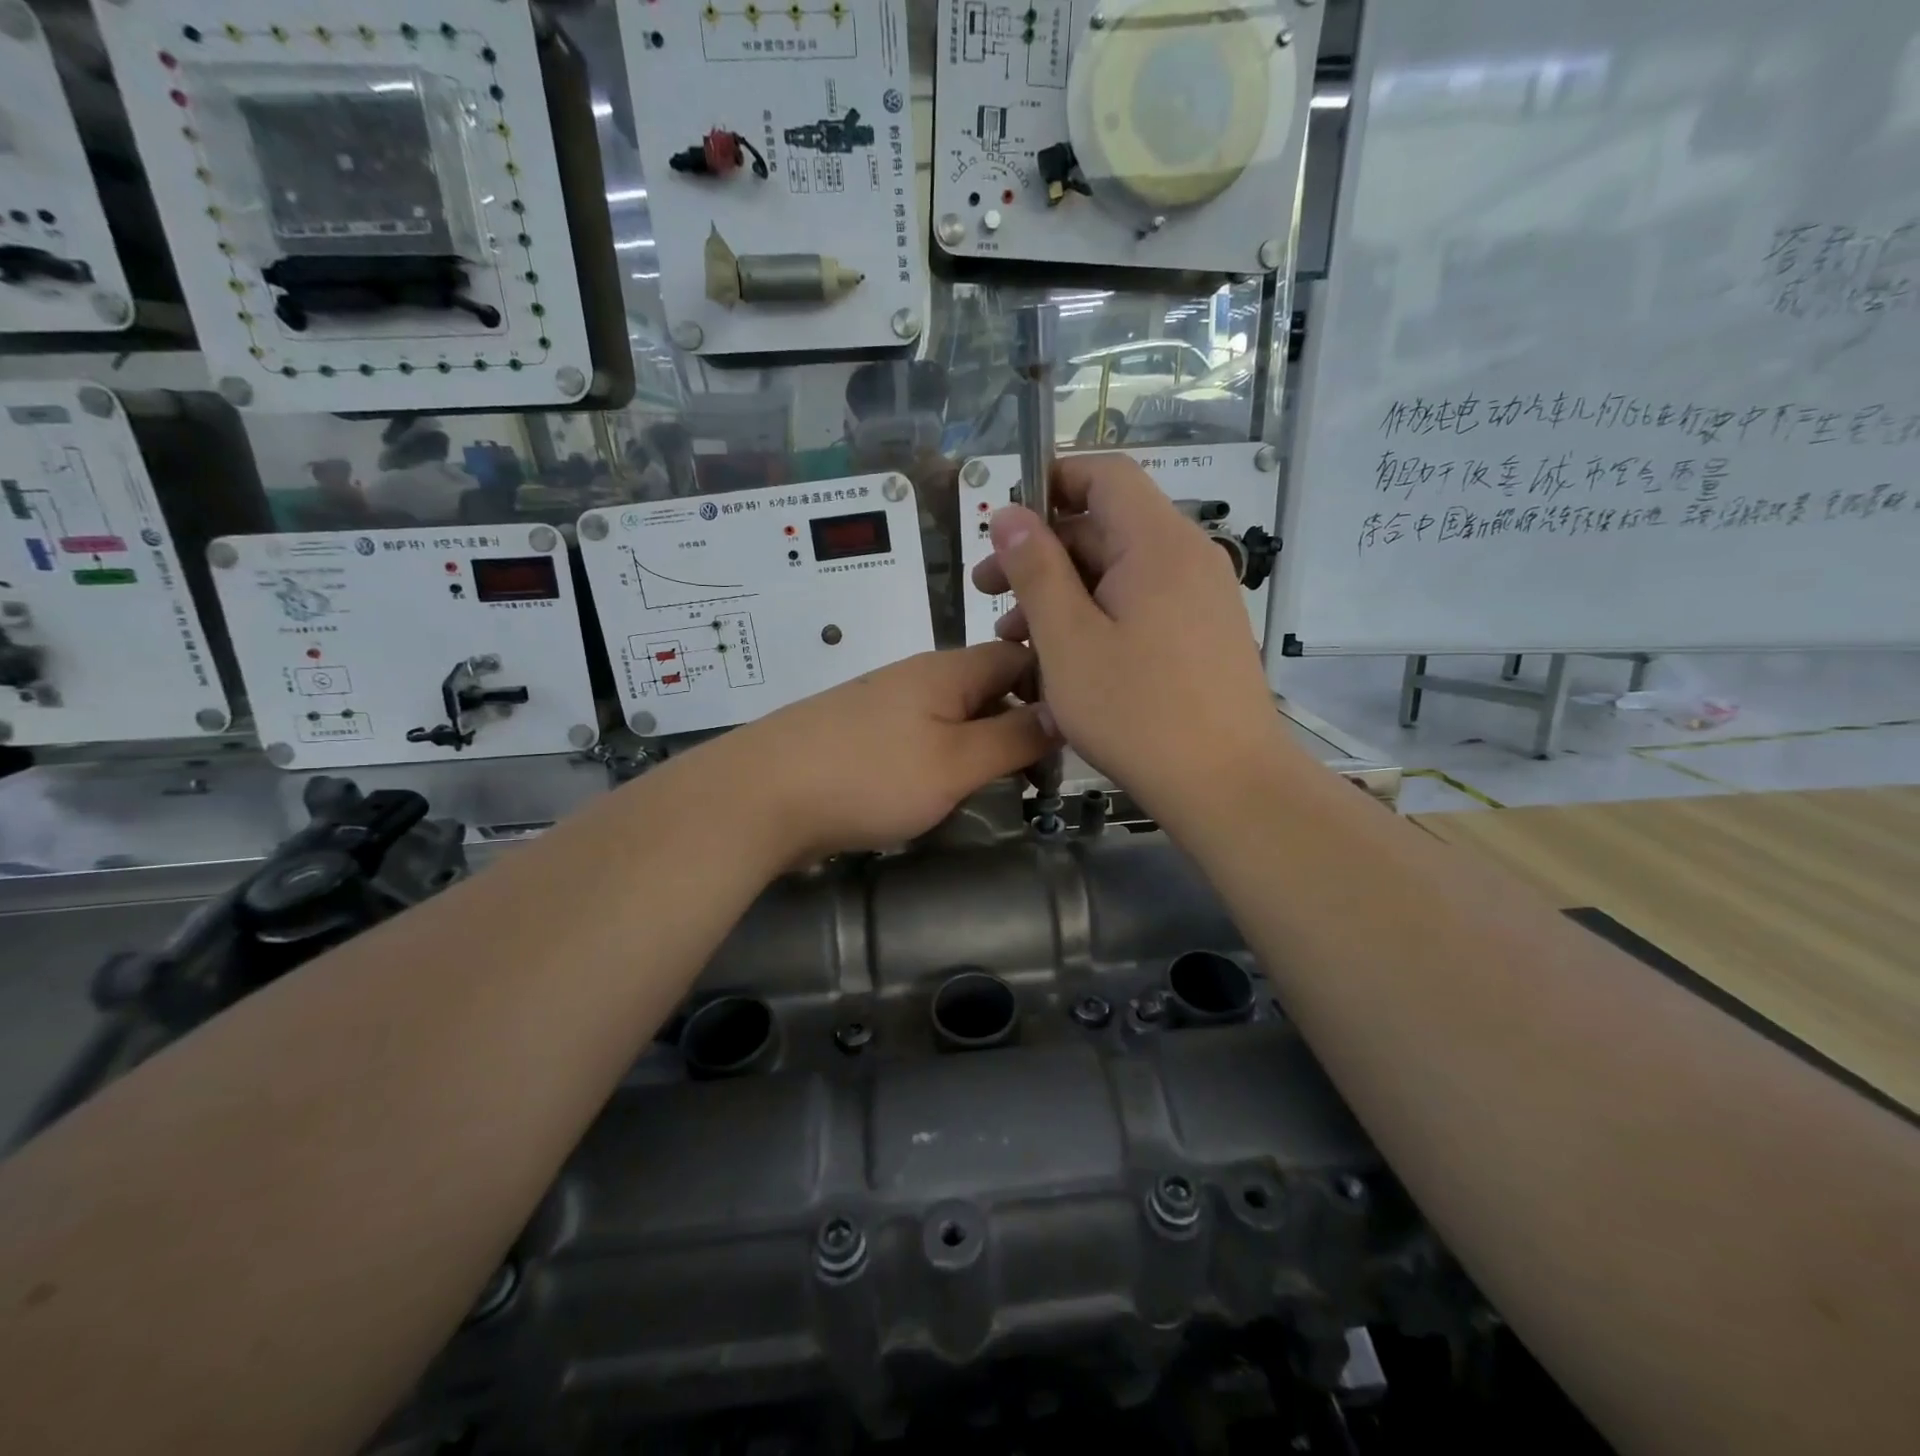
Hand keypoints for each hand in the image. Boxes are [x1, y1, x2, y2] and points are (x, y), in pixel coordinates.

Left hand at [726, 642, 1054, 861]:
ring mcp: (883, 705)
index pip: (1018, 656)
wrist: (759, 797)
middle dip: (1019, 726)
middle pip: (987, 687)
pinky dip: (944, 760)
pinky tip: (941, 792)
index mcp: (946, 670)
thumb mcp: (956, 762)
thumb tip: (1061, 712)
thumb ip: (1012, 738)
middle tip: (1039, 779)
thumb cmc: (869, 776)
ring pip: (953, 716)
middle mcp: (916, 677)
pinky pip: (920, 738)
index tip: (1073, 737)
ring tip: (998, 790)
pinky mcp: (859, 736)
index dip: (1052, 688)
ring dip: (982, 747)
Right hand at [970, 453, 1286, 817]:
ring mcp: (1200, 599)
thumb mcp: (1068, 640)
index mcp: (1158, 544)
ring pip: (1119, 574)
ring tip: (1015, 639)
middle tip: (988, 594)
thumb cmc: (1137, 711)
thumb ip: (1035, 570)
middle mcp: (1187, 558)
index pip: (1105, 475)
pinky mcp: (1202, 635)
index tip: (1003, 525)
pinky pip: (1140, 606)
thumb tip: (1008, 513)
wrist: (1228, 785)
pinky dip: (1096, 618)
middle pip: (1107, 527)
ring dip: (1063, 593)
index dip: (1051, 483)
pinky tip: (1063, 660)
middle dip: (1041, 553)